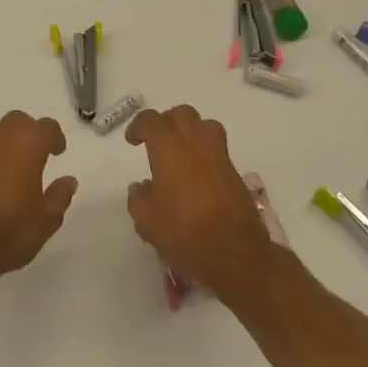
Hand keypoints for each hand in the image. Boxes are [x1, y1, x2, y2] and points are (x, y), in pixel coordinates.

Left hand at [0, 111, 77, 285]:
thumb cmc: (11, 232)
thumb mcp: (47, 220)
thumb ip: (59, 196)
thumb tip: (68, 180)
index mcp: (26, 146)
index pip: (45, 127)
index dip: (54, 136)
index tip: (58, 151)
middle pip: (16, 121)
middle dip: (28, 131)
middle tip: (35, 154)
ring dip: (4, 142)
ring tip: (11, 167)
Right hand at [125, 105, 279, 302]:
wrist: (235, 253)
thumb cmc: (184, 233)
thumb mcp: (146, 221)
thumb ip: (138, 198)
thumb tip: (141, 187)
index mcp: (169, 150)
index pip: (151, 121)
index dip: (138, 126)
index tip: (132, 141)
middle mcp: (196, 144)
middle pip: (182, 113)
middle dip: (166, 121)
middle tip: (157, 141)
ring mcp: (219, 157)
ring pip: (206, 125)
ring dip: (190, 130)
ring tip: (181, 151)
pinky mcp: (234, 173)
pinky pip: (218, 148)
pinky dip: (205, 151)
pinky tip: (197, 175)